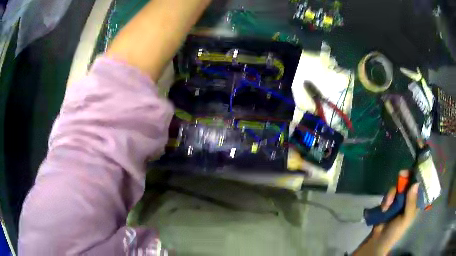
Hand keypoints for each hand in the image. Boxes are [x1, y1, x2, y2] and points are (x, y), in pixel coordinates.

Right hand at [354, 170, 418, 255]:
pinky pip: (390, 192)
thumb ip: (411, 203)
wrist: (379, 239)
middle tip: (401, 174)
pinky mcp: (390, 200)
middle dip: (405, 177)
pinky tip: (384, 207)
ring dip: (393, 192)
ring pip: (399, 185)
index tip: (418, 162)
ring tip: (388, 204)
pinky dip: (387, 198)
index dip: (420, 173)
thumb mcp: (406, 219)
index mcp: (416, 202)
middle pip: (409, 181)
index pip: (420, 184)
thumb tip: (415, 183)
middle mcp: (409, 197)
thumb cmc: (396, 231)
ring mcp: (399, 198)